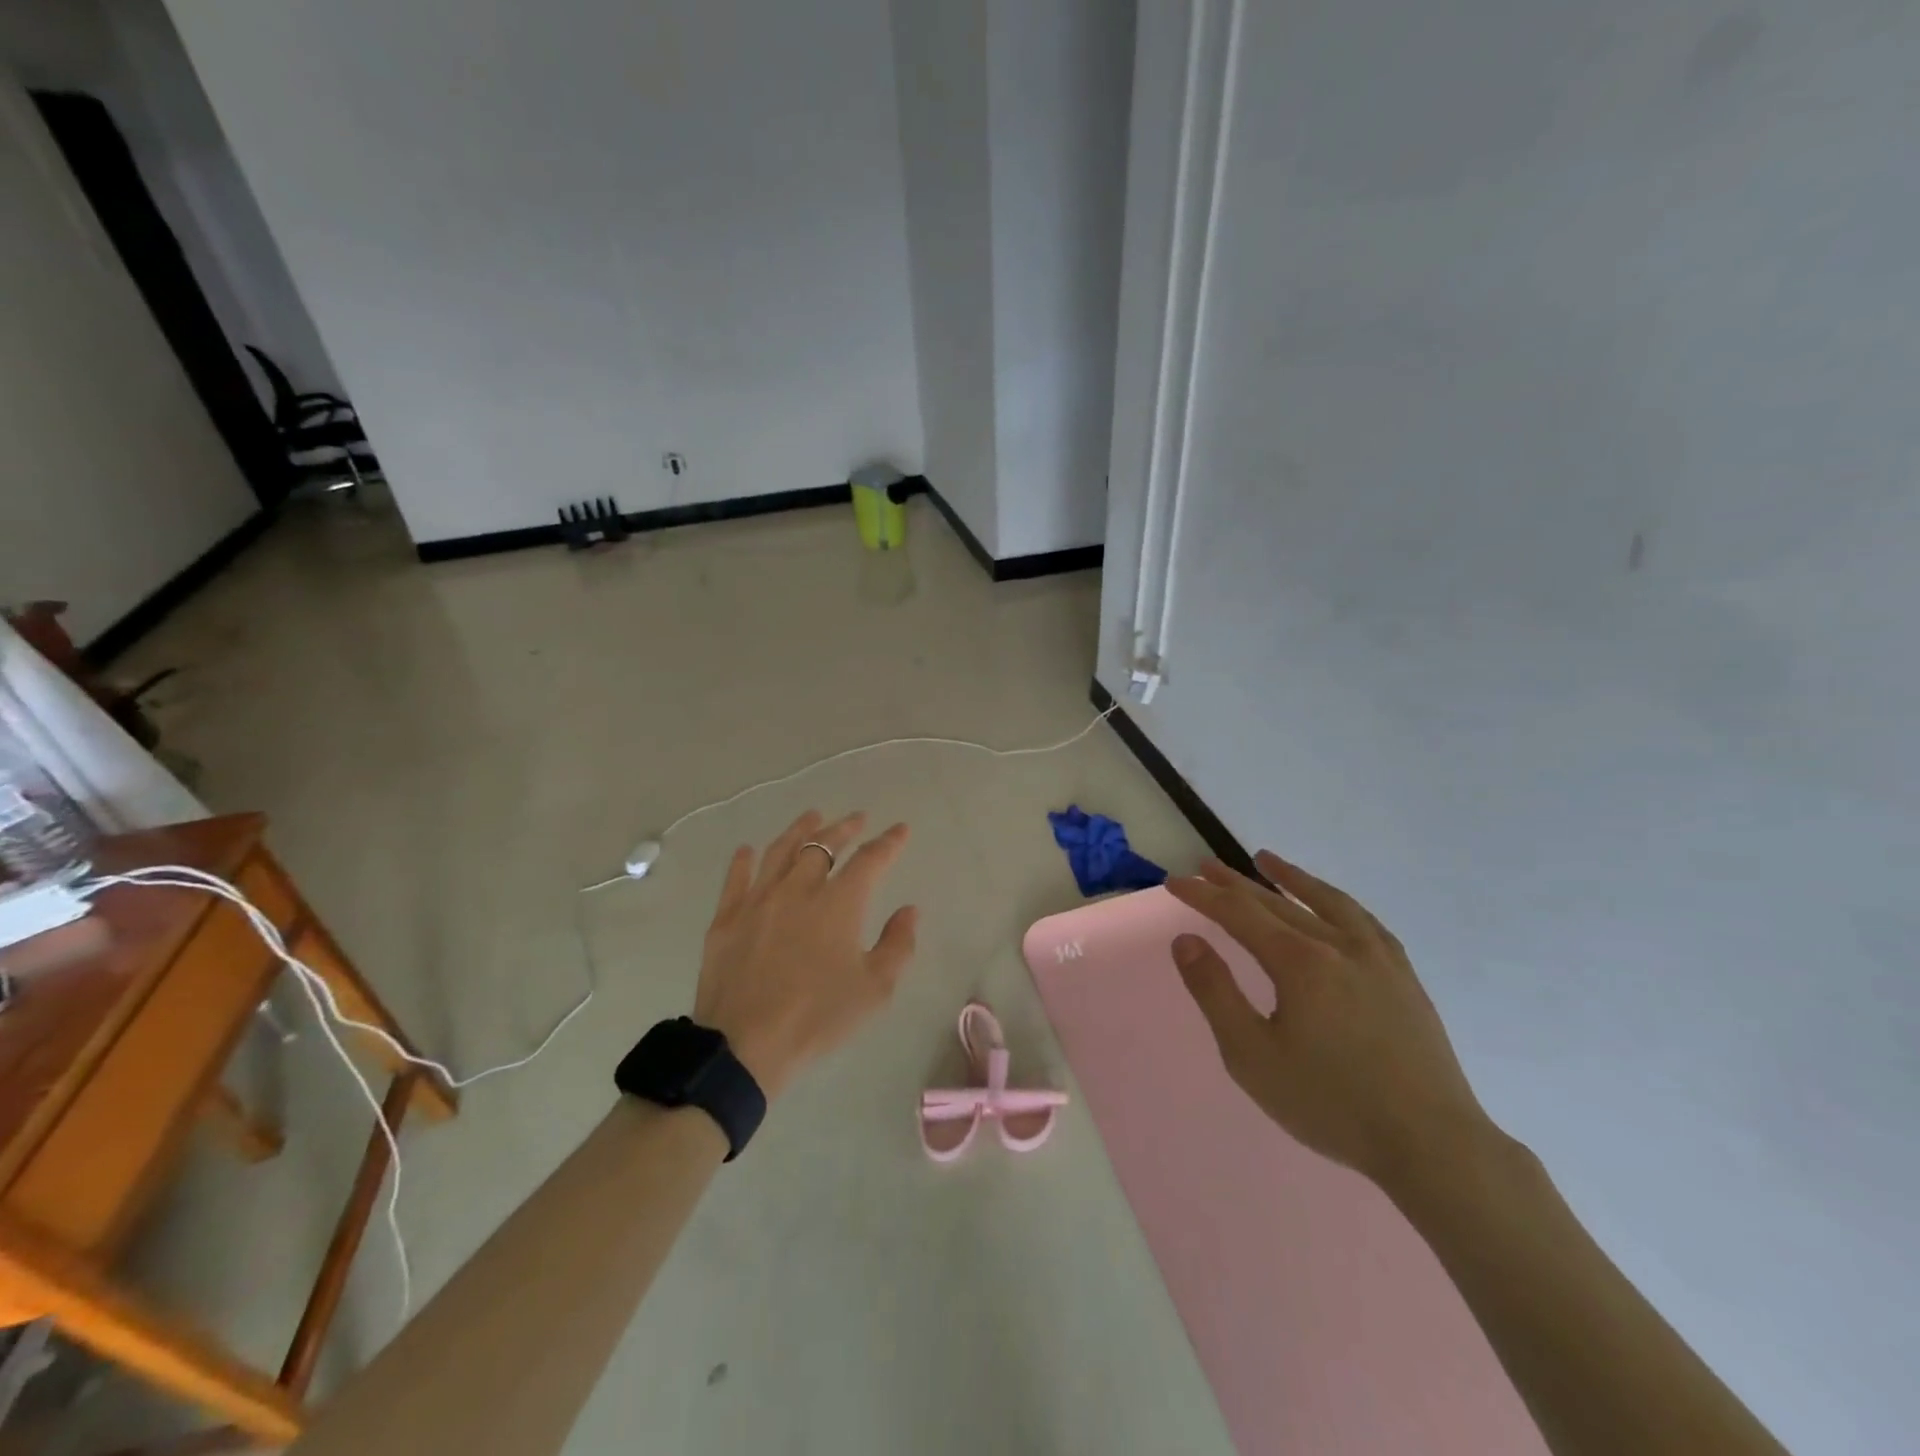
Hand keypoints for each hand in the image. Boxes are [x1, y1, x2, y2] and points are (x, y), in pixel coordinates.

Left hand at [693, 810, 917, 1099]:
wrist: (744, 1045)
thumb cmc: (817, 1017)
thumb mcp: (874, 989)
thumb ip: (898, 945)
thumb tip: (909, 910)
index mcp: (838, 903)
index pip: (870, 860)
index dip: (888, 842)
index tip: (900, 829)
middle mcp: (798, 889)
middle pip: (823, 845)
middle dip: (844, 828)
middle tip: (857, 819)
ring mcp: (757, 900)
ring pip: (780, 851)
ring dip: (800, 830)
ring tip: (812, 817)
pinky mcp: (726, 918)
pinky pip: (736, 878)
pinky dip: (744, 860)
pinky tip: (748, 850)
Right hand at [1167, 852, 1492, 1189]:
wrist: (1431, 1144)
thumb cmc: (1330, 1103)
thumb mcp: (1252, 1056)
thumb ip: (1215, 992)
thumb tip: (1185, 940)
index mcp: (1299, 962)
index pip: (1239, 913)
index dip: (1203, 895)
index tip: (1175, 882)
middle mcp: (1338, 945)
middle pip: (1276, 902)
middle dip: (1235, 884)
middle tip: (1205, 866)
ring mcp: (1377, 958)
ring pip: (1325, 902)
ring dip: (1290, 878)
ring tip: (1266, 860)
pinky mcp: (1404, 976)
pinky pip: (1364, 921)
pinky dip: (1337, 902)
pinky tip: (1331, 904)